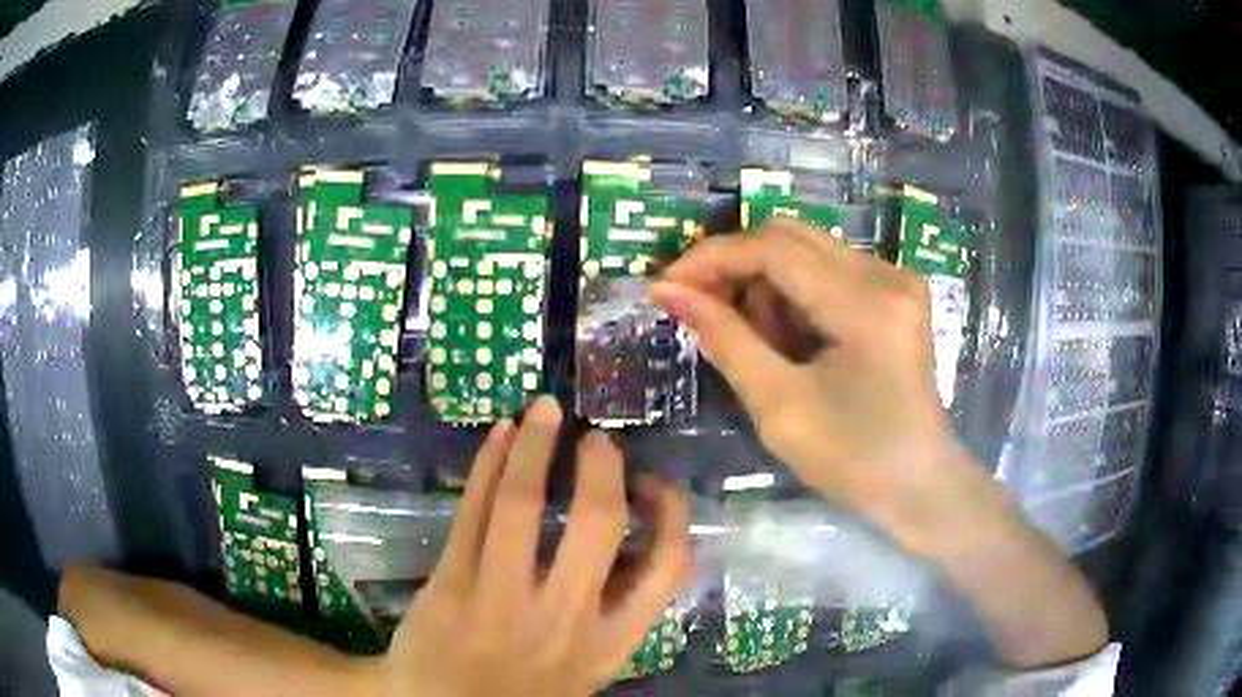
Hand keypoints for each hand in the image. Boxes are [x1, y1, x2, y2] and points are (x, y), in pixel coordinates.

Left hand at [376, 396, 692, 695]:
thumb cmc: (523, 689)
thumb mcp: (586, 665)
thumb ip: (613, 611)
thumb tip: (634, 537)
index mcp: (609, 642)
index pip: (668, 566)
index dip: (671, 512)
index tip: (652, 484)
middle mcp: (563, 619)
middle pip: (597, 522)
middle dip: (602, 466)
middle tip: (597, 440)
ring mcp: (500, 600)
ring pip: (523, 503)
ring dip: (537, 443)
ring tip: (544, 410)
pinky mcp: (449, 585)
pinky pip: (473, 510)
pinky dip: (489, 463)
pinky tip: (500, 435)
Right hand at [653, 219, 1107, 666]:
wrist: (920, 483)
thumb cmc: (853, 461)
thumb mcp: (779, 406)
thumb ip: (725, 339)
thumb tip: (669, 292)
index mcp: (865, 306)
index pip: (773, 250)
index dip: (711, 259)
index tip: (665, 287)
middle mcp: (886, 274)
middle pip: (789, 235)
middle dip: (735, 266)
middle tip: (699, 309)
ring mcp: (897, 278)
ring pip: (806, 249)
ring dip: (766, 285)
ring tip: (758, 342)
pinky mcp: (897, 290)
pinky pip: (829, 268)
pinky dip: (796, 295)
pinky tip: (793, 339)